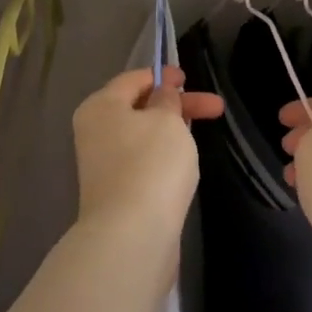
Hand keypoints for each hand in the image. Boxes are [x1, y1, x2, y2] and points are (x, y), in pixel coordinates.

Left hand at [73, 67, 223, 234]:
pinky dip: (163, 156)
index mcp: (100, 106)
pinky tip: (183, 165)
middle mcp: (95, 132)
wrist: (132, 235)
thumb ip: (167, 100)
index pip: (132, 79)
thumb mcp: (167, 120)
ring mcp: (104, 164)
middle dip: (177, 105)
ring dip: (172, 131)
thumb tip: (161, 94)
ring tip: (201, 135)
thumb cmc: (150, 164)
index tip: (189, 78)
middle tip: (216, 108)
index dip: (163, 76)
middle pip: (139, 107)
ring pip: (143, 136)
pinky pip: (143, 162)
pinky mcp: (117, 192)